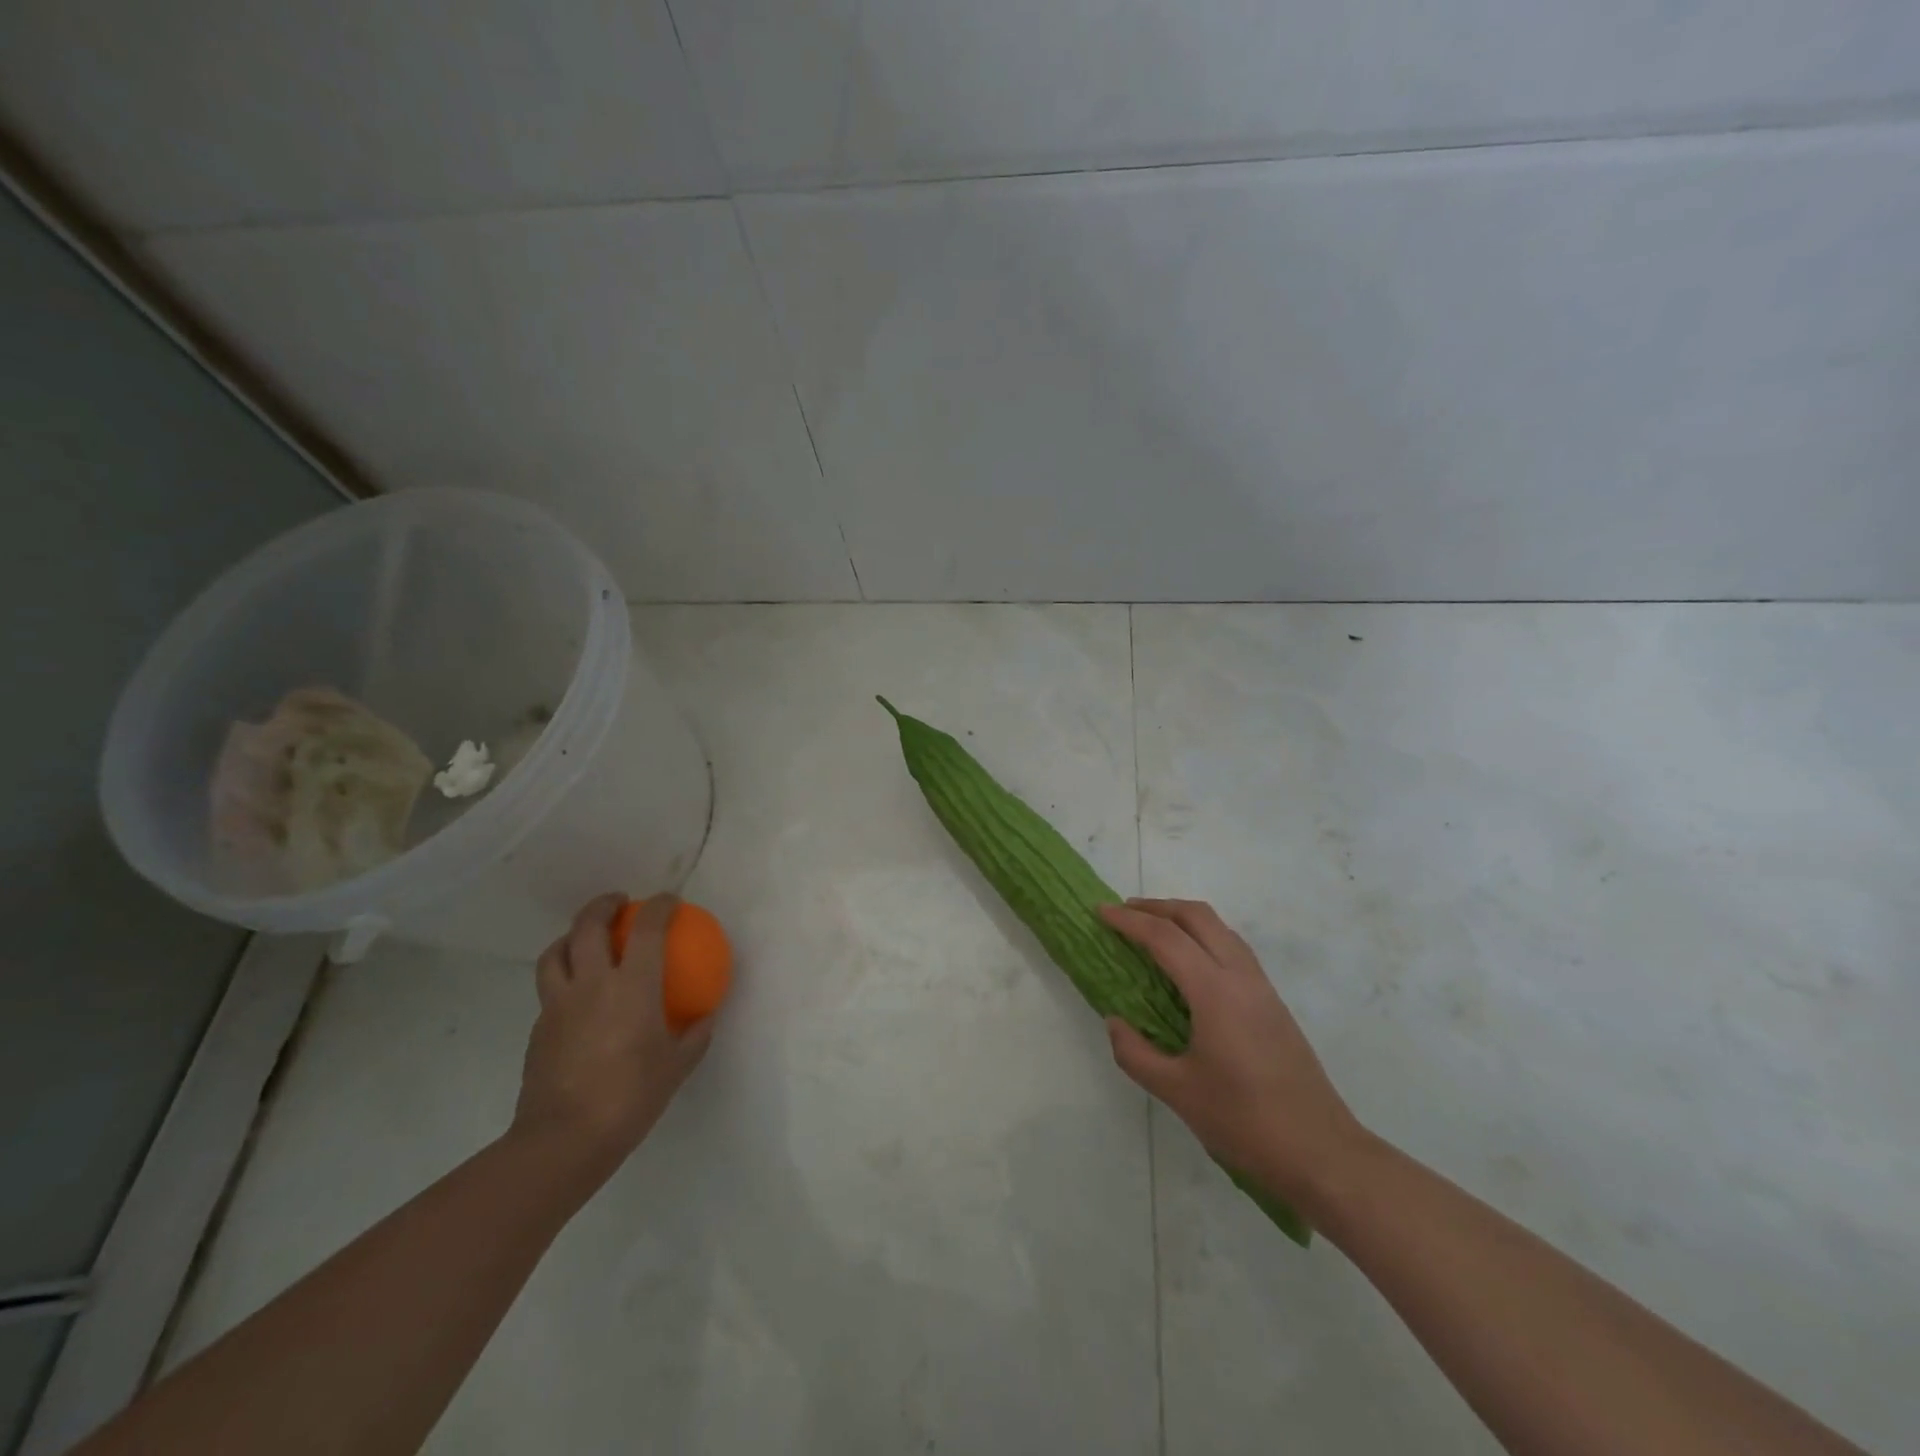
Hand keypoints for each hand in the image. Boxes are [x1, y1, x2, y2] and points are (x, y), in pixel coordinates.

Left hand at [512, 893, 713, 1176]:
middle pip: (587, 926)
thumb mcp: (676, 1067)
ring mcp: (559, 1004)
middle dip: (603, 905)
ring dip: (571, 937)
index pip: (646, 929)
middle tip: (618, 903)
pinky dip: (562, 978)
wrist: (564, 1139)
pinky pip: (549, 989)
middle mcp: (592, 984)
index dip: (659, 906)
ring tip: (584, 940)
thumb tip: (705, 1018)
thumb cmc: (631, 1097)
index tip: (669, 901)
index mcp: (632, 986)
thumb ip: (694, 1036)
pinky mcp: (538, 1028)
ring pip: (555, 952)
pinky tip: (575, 997)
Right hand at [1100, 898, 1363, 1206]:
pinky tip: (1188, 964)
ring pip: (1220, 928)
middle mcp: (1240, 977)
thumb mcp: (1177, 1092)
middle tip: (1123, 913)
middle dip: (1157, 907)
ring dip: (1182, 919)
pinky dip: (1203, 937)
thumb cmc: (1245, 1121)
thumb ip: (1136, 1053)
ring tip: (1151, 931)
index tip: (1099, 912)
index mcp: (1215, 992)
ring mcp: (1262, 987)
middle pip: (1197, 916)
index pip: (1164, 937)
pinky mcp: (1272, 1003)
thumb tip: (1114, 1022)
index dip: (1128, 920)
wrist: (1321, 1152)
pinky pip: (1233, 948)